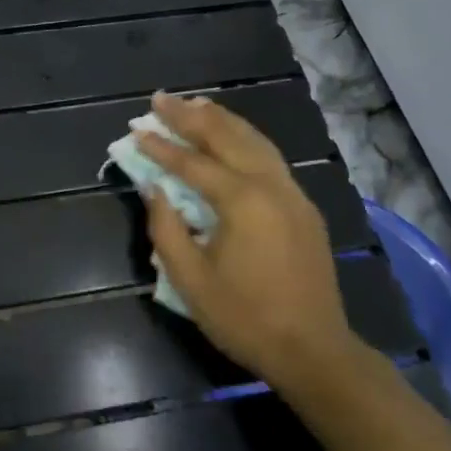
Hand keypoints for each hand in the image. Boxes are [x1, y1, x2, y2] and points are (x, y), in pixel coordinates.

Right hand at [137, 92, 359, 382]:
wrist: (314, 351)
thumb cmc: (245, 318)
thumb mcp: (191, 281)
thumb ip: (166, 229)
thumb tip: (153, 189)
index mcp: (242, 202)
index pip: (193, 163)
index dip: (161, 146)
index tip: (135, 129)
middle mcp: (271, 186)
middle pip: (227, 138)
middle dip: (190, 116)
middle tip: (160, 99)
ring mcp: (293, 194)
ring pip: (255, 141)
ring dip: (222, 120)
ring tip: (194, 103)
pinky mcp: (303, 207)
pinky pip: (270, 157)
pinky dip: (246, 137)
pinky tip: (232, 135)